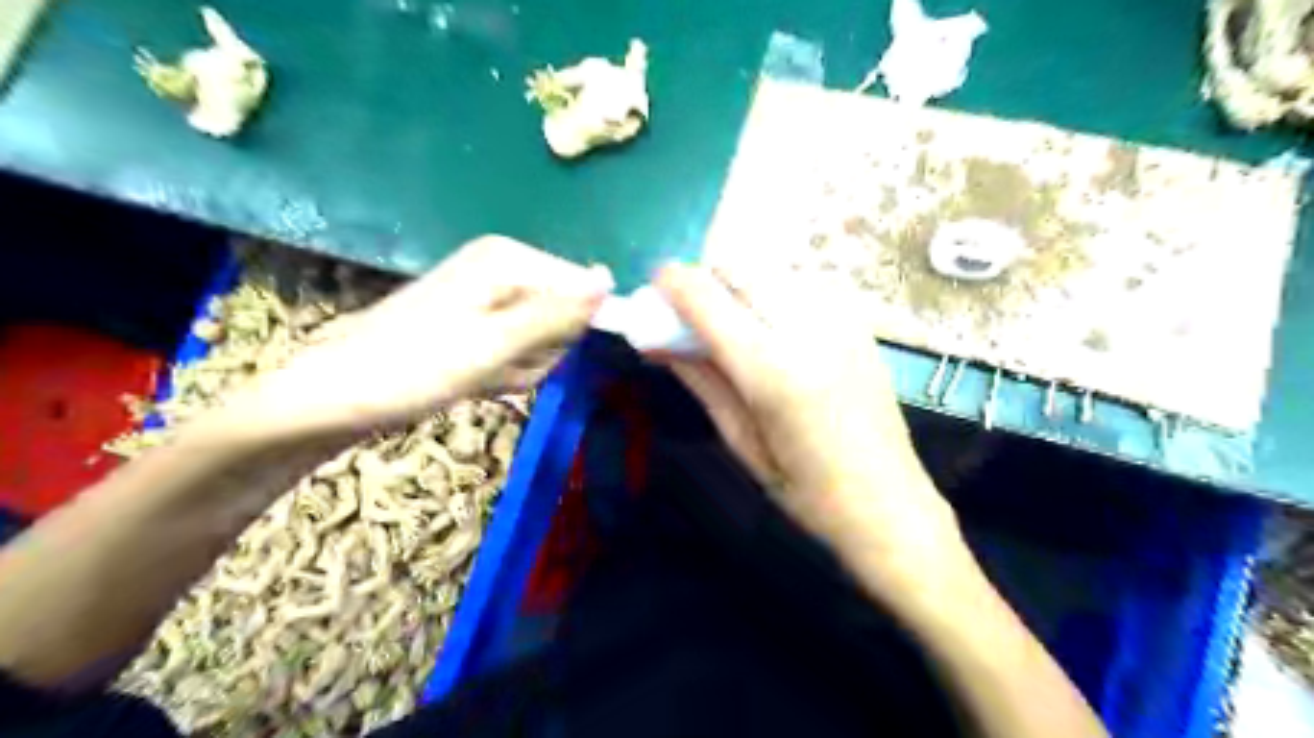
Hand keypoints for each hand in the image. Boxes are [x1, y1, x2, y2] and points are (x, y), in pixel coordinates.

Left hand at [226, 236, 617, 437]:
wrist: (336, 398)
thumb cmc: (414, 369)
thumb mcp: (495, 345)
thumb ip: (557, 314)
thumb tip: (611, 281)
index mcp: (509, 259)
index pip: (584, 289)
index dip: (569, 330)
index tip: (535, 355)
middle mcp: (503, 267)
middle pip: (564, 314)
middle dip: (540, 352)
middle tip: (499, 367)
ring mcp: (490, 294)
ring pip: (544, 338)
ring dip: (521, 366)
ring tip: (481, 375)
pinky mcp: (479, 320)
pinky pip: (519, 348)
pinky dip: (504, 370)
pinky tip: (475, 378)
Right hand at [655, 262, 962, 607]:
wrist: (890, 503)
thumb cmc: (807, 491)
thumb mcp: (741, 442)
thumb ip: (700, 379)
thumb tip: (656, 341)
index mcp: (773, 370)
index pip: (706, 297)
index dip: (671, 283)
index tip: (654, 291)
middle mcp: (809, 328)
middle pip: (738, 266)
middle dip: (704, 281)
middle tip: (690, 317)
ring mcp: (841, 318)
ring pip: (769, 269)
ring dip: (737, 286)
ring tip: (730, 327)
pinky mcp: (859, 320)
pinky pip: (799, 283)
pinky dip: (771, 294)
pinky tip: (772, 331)